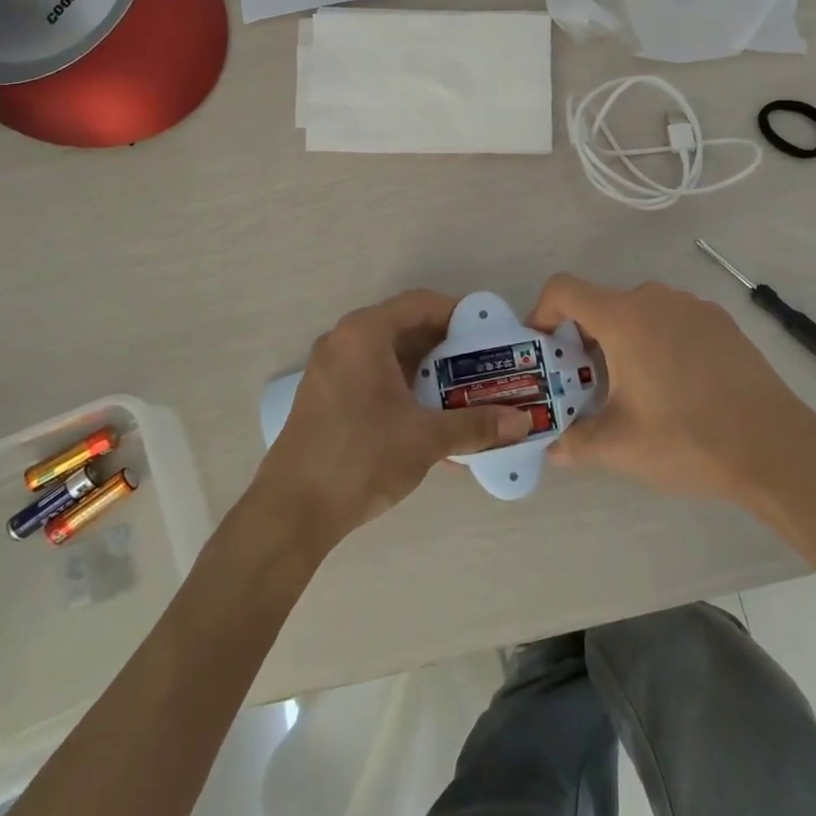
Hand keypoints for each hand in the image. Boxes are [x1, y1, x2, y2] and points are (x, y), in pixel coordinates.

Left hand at [252, 289, 532, 554]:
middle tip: (483, 365)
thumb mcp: (426, 438)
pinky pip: (372, 376)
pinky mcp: (325, 395)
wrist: (291, 512)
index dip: (460, 314)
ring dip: (427, 370)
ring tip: (464, 391)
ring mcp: (330, 368)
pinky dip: (403, 387)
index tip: (491, 334)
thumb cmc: (361, 458)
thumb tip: (524, 423)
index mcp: (365, 333)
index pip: (421, 304)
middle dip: (447, 346)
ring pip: (389, 355)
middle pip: (405, 327)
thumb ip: (477, 425)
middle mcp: (344, 340)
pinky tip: (429, 417)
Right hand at [530, 275, 815, 506]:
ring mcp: (692, 306)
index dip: (541, 312)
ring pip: (638, 313)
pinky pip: (671, 320)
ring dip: (622, 342)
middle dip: (584, 340)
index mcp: (623, 317)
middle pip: (601, 304)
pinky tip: (677, 387)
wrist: (776, 447)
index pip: (563, 289)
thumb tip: (552, 448)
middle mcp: (654, 298)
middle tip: (588, 386)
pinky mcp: (720, 321)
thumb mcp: (620, 446)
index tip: (543, 349)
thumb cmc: (687, 439)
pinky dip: (657, 342)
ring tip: (635, 391)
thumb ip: (575, 441)